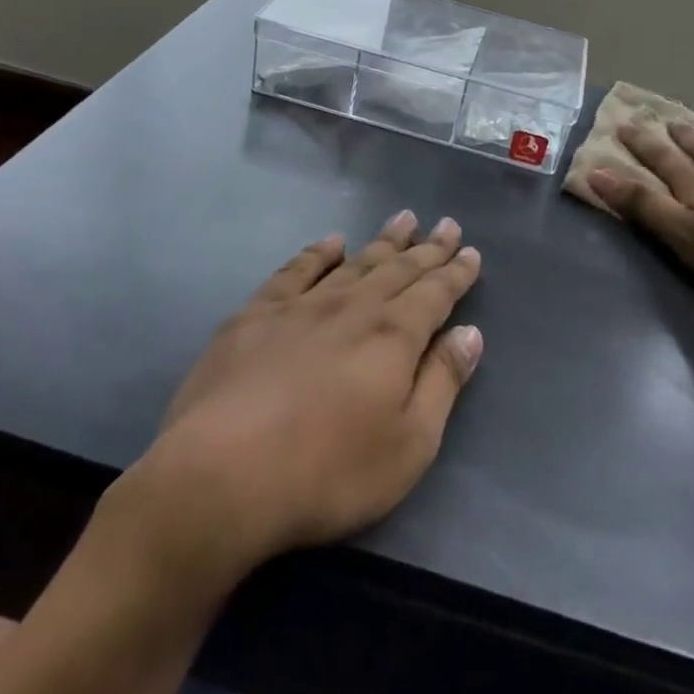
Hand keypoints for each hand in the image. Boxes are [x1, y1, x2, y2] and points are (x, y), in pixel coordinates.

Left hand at [118, 211, 484, 586]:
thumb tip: (470, 334)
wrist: (222, 475)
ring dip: (382, 240)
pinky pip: (295, 270)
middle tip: (447, 224)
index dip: (456, 272)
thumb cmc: (329, 472)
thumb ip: (442, 383)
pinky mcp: (255, 315)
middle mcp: (352, 307)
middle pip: (398, 269)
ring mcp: (300, 306)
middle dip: (427, 247)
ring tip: (403, 218)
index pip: (435, 293)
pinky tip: (331, 243)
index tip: (471, 251)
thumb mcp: (409, 444)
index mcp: (393, 336)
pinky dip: (317, 253)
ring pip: (354, 262)